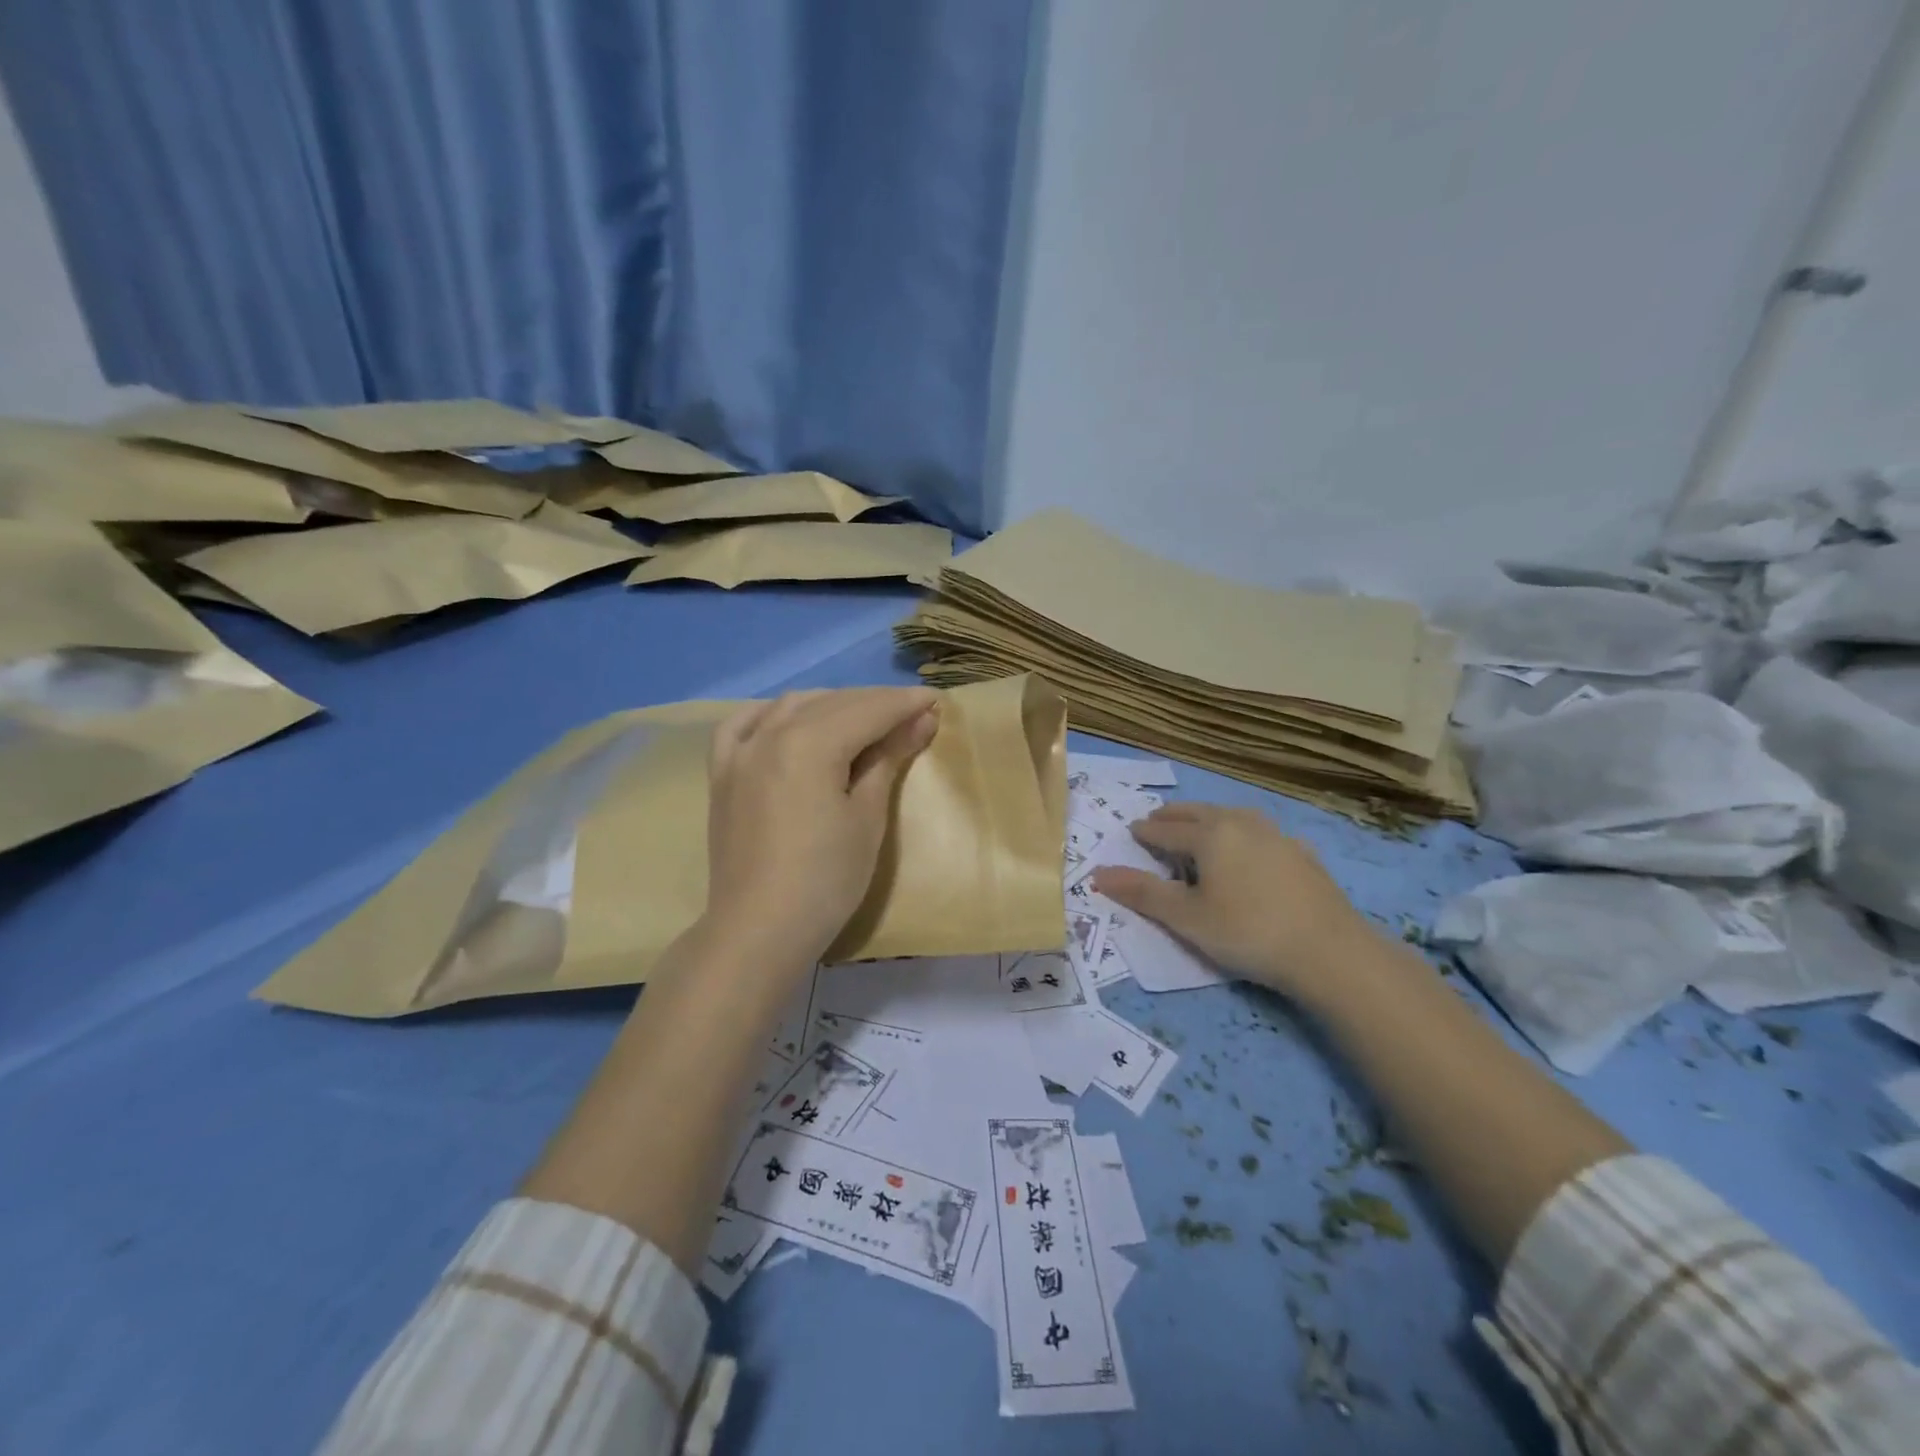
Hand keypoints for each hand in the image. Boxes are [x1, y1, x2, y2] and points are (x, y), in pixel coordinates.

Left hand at [702, 687, 939, 970]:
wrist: (759, 931)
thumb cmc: (826, 880)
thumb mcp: (868, 817)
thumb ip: (889, 759)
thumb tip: (921, 719)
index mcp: (809, 743)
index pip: (868, 710)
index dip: (904, 704)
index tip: (935, 702)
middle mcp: (770, 733)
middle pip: (832, 703)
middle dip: (875, 703)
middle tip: (912, 714)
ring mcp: (740, 752)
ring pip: (792, 707)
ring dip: (832, 705)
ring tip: (864, 719)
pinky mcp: (722, 774)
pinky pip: (744, 724)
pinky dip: (774, 715)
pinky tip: (790, 720)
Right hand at [1090, 803, 1374, 1003]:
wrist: (1329, 951)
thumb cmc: (1247, 932)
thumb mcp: (1186, 918)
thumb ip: (1142, 892)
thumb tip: (1098, 874)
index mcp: (1209, 835)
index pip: (1166, 830)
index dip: (1145, 833)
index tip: (1131, 831)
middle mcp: (1240, 824)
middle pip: (1198, 813)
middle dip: (1173, 816)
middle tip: (1157, 819)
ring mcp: (1276, 835)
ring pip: (1231, 816)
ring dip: (1208, 818)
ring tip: (1198, 826)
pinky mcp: (1301, 853)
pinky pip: (1260, 831)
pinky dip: (1241, 832)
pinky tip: (1249, 845)